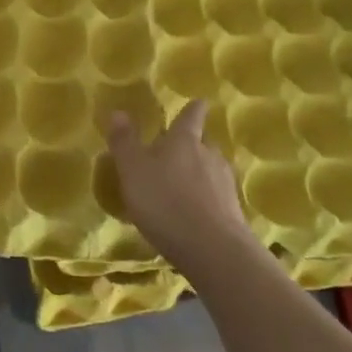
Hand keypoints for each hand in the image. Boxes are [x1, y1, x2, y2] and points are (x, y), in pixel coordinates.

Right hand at [107, 101, 267, 278]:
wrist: (212, 249)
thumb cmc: (165, 201)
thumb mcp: (133, 170)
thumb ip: (125, 142)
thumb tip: (119, 111)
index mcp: (184, 140)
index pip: (191, 116)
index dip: (193, 109)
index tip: (198, 102)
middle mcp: (209, 155)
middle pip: (204, 142)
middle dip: (193, 143)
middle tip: (178, 149)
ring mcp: (225, 184)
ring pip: (212, 169)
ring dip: (200, 172)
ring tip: (183, 183)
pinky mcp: (233, 212)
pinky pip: (217, 196)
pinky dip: (206, 198)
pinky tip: (195, 211)